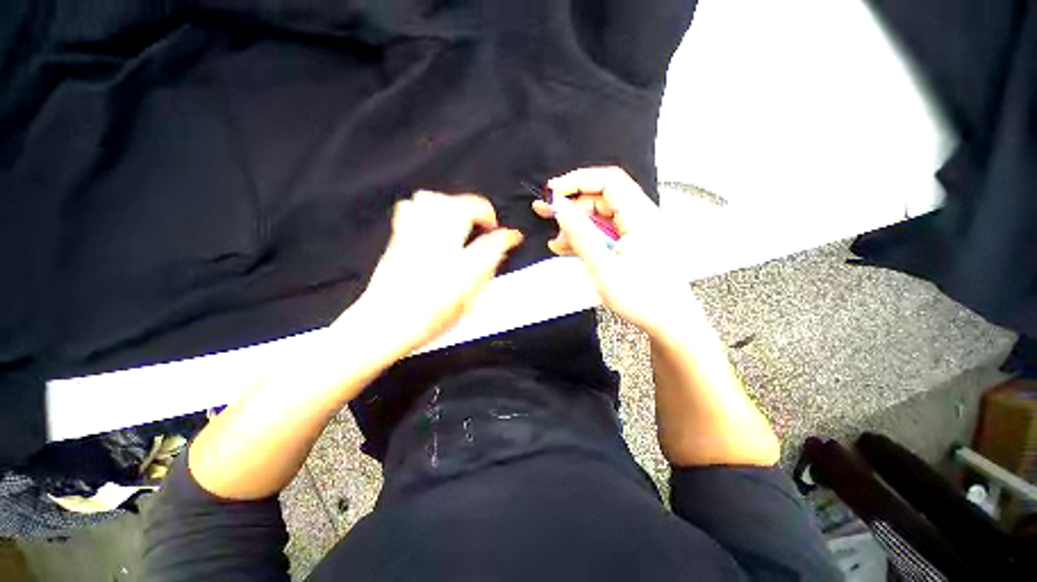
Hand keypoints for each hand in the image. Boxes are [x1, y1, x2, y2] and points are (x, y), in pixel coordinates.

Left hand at [345, 191, 522, 356]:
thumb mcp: (466, 304)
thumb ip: (484, 275)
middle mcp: (439, 247)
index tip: (514, 236)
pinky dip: (426, 207)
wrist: (384, 324)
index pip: (493, 243)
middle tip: (488, 223)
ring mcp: (415, 239)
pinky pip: (410, 207)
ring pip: (436, 200)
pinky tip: (433, 220)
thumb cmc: (429, 321)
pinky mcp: (399, 238)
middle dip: (482, 209)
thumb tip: (497, 255)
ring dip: (455, 204)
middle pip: (463, 207)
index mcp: (460, 269)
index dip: (508, 236)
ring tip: (462, 218)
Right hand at [533, 166, 693, 335]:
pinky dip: (586, 238)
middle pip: (601, 199)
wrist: (668, 322)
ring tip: (557, 242)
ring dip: (576, 226)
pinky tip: (567, 247)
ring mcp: (636, 231)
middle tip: (546, 215)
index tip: (553, 191)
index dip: (578, 180)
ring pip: (600, 217)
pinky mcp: (631, 243)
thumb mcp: (603, 267)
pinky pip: (605, 233)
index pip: (608, 181)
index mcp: (641, 217)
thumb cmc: (642, 298)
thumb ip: (580, 234)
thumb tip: (560, 208)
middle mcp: (641, 217)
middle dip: (572, 206)